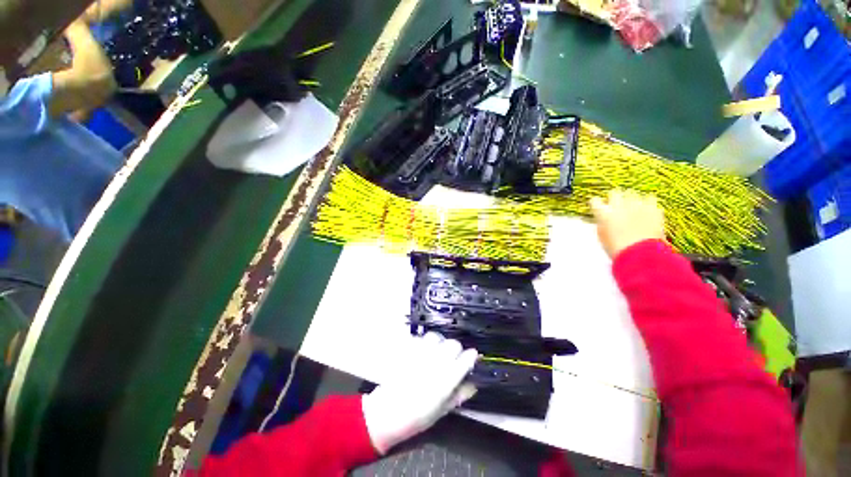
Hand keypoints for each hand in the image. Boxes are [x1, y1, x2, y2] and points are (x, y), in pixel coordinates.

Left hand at [362, 333, 478, 453]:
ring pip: (436, 337)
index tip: (472, 358)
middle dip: (456, 349)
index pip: (466, 358)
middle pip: (453, 344)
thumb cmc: (416, 417)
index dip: (471, 356)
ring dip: (439, 342)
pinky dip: (424, 342)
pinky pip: (420, 339)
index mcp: (447, 379)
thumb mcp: (442, 411)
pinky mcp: (408, 350)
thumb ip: (459, 395)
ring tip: (437, 351)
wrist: (387, 413)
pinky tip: (423, 351)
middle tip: (453, 357)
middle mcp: (435, 362)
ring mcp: (421, 354)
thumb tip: (472, 385)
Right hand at [590, 189, 665, 258]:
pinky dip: (648, 204)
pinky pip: (650, 199)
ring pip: (633, 194)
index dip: (598, 205)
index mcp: (603, 213)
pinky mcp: (653, 208)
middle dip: (615, 198)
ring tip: (633, 208)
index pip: (595, 201)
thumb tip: (602, 218)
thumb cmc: (618, 248)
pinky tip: (647, 212)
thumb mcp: (602, 236)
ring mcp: (637, 205)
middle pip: (615, 193)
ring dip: (632, 200)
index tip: (599, 208)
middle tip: (617, 207)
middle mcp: (619, 205)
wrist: (641, 255)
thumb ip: (601, 223)